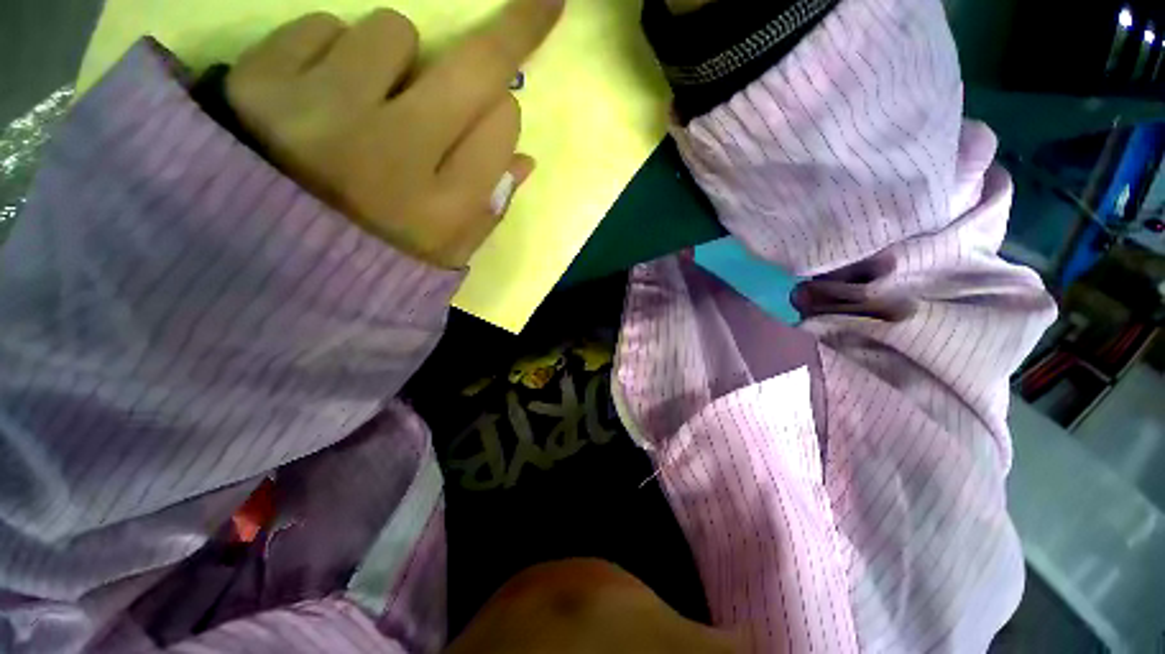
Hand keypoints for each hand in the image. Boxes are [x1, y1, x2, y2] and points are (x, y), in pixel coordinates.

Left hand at [226, 0, 563, 267]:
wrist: (263, 270)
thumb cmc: (373, 260)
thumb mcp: (446, 253)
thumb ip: (490, 209)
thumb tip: (523, 158)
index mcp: (443, 209)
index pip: (503, 126)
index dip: (503, 117)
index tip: (496, 116)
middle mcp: (393, 159)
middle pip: (473, 68)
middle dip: (513, 29)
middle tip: (541, 3)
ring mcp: (322, 115)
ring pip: (394, 32)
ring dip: (394, 61)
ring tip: (367, 105)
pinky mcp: (258, 84)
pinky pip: (322, 27)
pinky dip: (330, 54)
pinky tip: (318, 99)